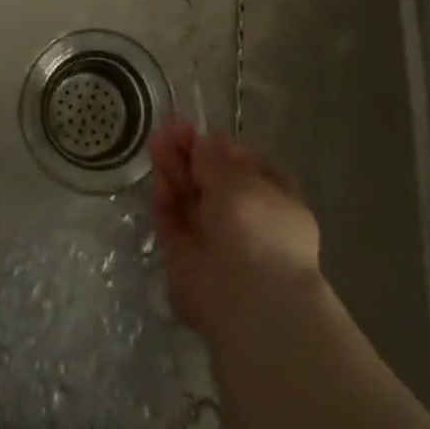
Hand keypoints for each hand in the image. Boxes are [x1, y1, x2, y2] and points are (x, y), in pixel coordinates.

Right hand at [149, 120, 321, 333]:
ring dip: (173, 172)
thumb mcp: (238, 177)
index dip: (223, 149)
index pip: (248, 168)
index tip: (201, 134)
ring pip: (191, 201)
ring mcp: (217, 243)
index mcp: (274, 202)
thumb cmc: (256, 226)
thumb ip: (214, 157)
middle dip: (190, 156)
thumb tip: (204, 143)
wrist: (246, 297)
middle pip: (212, 182)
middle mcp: (247, 223)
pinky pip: (175, 226)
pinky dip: (166, 204)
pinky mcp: (188, 261)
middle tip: (167, 130)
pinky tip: (158, 181)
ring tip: (155, 143)